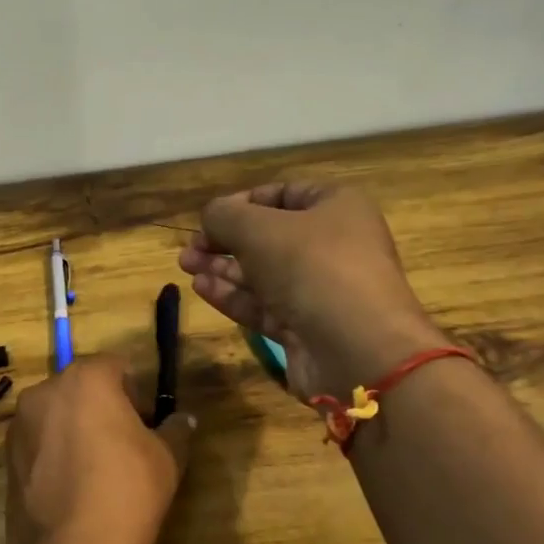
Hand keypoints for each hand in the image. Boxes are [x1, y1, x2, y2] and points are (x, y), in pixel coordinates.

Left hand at [5, 355, 194, 543]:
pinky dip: (55, 454)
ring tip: (96, 472)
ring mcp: (19, 424)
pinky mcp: (5, 457)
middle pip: (82, 388)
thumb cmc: (127, 491)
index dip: (137, 394)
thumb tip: (183, 419)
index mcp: (86, 378)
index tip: (147, 427)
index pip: (118, 367)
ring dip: (76, 430)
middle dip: (104, 409)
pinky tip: (72, 488)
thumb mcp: (167, 458)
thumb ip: (176, 429)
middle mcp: (45, 390)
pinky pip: (39, 443)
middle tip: (125, 448)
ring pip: (57, 415)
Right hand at [177, 182, 443, 398]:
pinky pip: (265, 305)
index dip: (243, 202)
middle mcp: (333, 245)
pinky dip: (234, 296)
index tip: (209, 217)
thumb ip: (225, 216)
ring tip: (185, 266)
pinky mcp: (307, 327)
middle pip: (270, 237)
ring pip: (264, 273)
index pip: (284, 194)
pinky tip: (201, 288)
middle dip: (226, 240)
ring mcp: (321, 290)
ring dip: (223, 268)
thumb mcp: (258, 228)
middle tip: (190, 248)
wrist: (357, 348)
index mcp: (337, 207)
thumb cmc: (312, 268)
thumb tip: (210, 217)